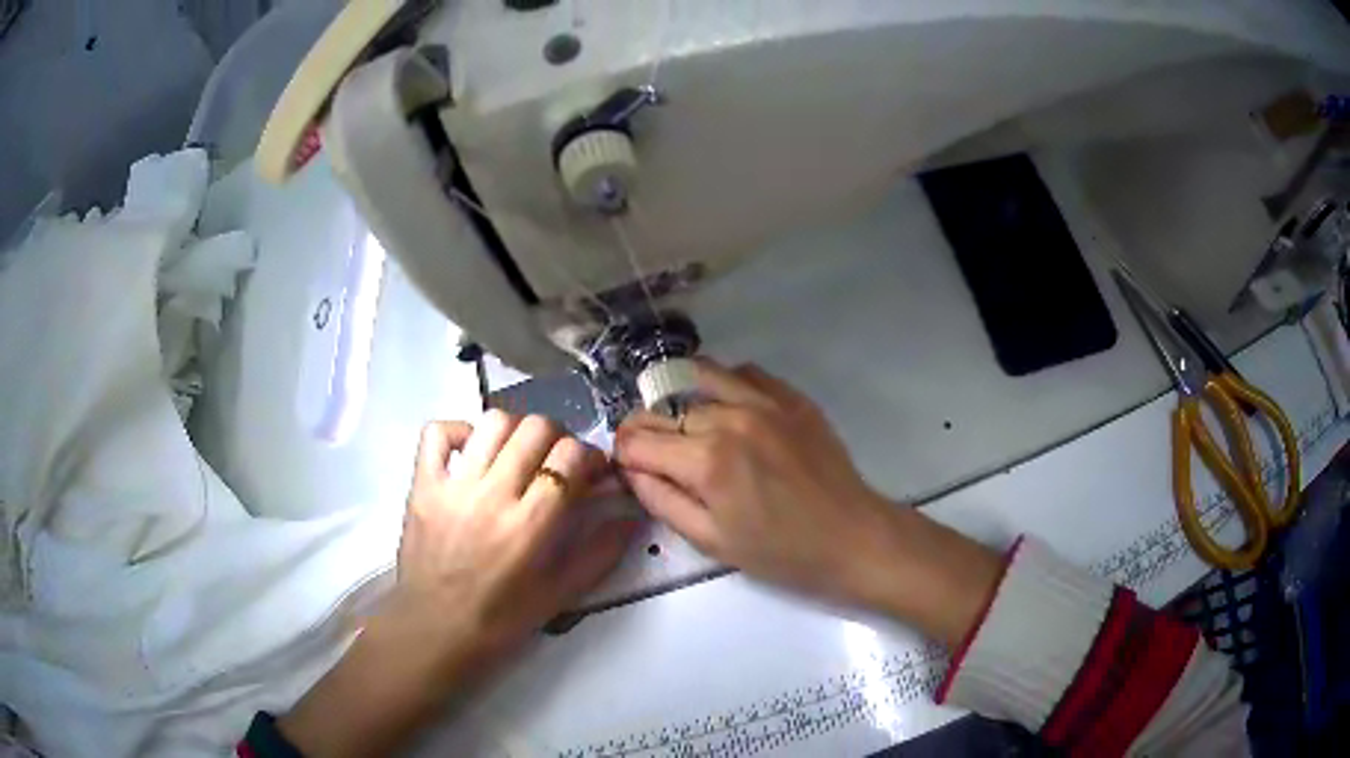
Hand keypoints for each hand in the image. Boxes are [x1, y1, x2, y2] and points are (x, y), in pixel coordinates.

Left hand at [279, 413, 635, 757]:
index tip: (592, 472)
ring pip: (493, 422)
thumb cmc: (500, 621)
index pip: (569, 458)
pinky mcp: (422, 485)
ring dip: (517, 430)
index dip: (590, 457)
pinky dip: (460, 430)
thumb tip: (631, 516)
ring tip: (519, 454)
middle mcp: (492, 496)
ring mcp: (452, 486)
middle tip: (558, 462)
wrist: (433, 631)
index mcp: (529, 527)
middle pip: (536, 429)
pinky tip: (474, 451)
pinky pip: (438, 433)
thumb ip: (600, 554)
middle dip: (559, 438)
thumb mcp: (560, 596)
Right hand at [615, 362, 1001, 647]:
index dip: (623, 453)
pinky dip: (725, 385)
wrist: (853, 538)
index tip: (628, 467)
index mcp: (706, 461)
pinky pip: (746, 373)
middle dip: (648, 431)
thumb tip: (631, 470)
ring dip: (682, 400)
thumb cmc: (782, 553)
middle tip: (654, 456)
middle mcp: (730, 418)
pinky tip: (728, 410)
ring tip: (688, 426)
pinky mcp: (792, 398)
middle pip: (665, 410)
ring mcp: (765, 401)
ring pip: (701, 379)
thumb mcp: (712, 541)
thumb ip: (662, 500)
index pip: (638, 439)